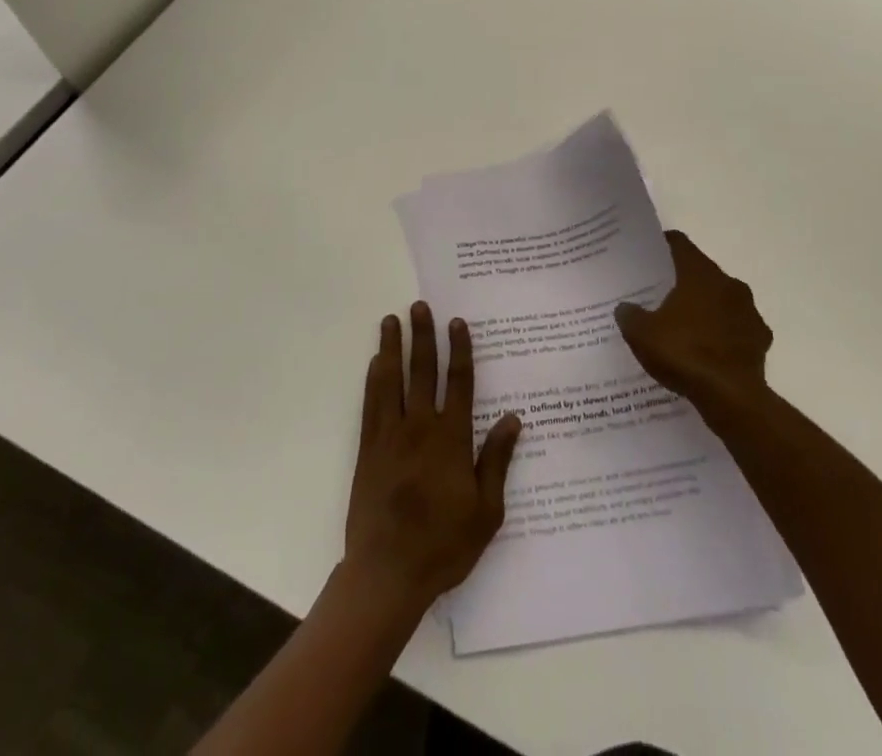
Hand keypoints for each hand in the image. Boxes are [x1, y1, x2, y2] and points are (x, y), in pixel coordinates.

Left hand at [344, 303, 520, 608]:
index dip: (459, 350)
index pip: (458, 382)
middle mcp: (419, 428)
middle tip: (419, 306)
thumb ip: (496, 461)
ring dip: (392, 347)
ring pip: (391, 380)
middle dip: (423, 336)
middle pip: (422, 371)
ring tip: (391, 320)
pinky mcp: (368, 449)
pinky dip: (373, 379)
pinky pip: (371, 404)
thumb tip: (513, 419)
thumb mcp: (486, 512)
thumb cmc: (443, 546)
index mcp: (451, 439)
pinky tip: (375, 363)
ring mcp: (390, 436)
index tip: (457, 322)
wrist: (387, 574)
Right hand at [616, 230, 772, 413]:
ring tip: (686, 327)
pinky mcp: (760, 338)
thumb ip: (630, 315)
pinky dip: (725, 334)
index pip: (680, 244)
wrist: (731, 397)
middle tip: (662, 295)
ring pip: (723, 299)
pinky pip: (738, 328)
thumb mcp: (642, 334)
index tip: (650, 254)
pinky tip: (710, 351)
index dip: (664, 245)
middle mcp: (728, 283)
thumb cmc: (683, 353)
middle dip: (684, 281)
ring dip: (707, 308)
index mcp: (699, 273)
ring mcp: (748, 311)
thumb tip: (625, 308)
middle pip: (702, 272)